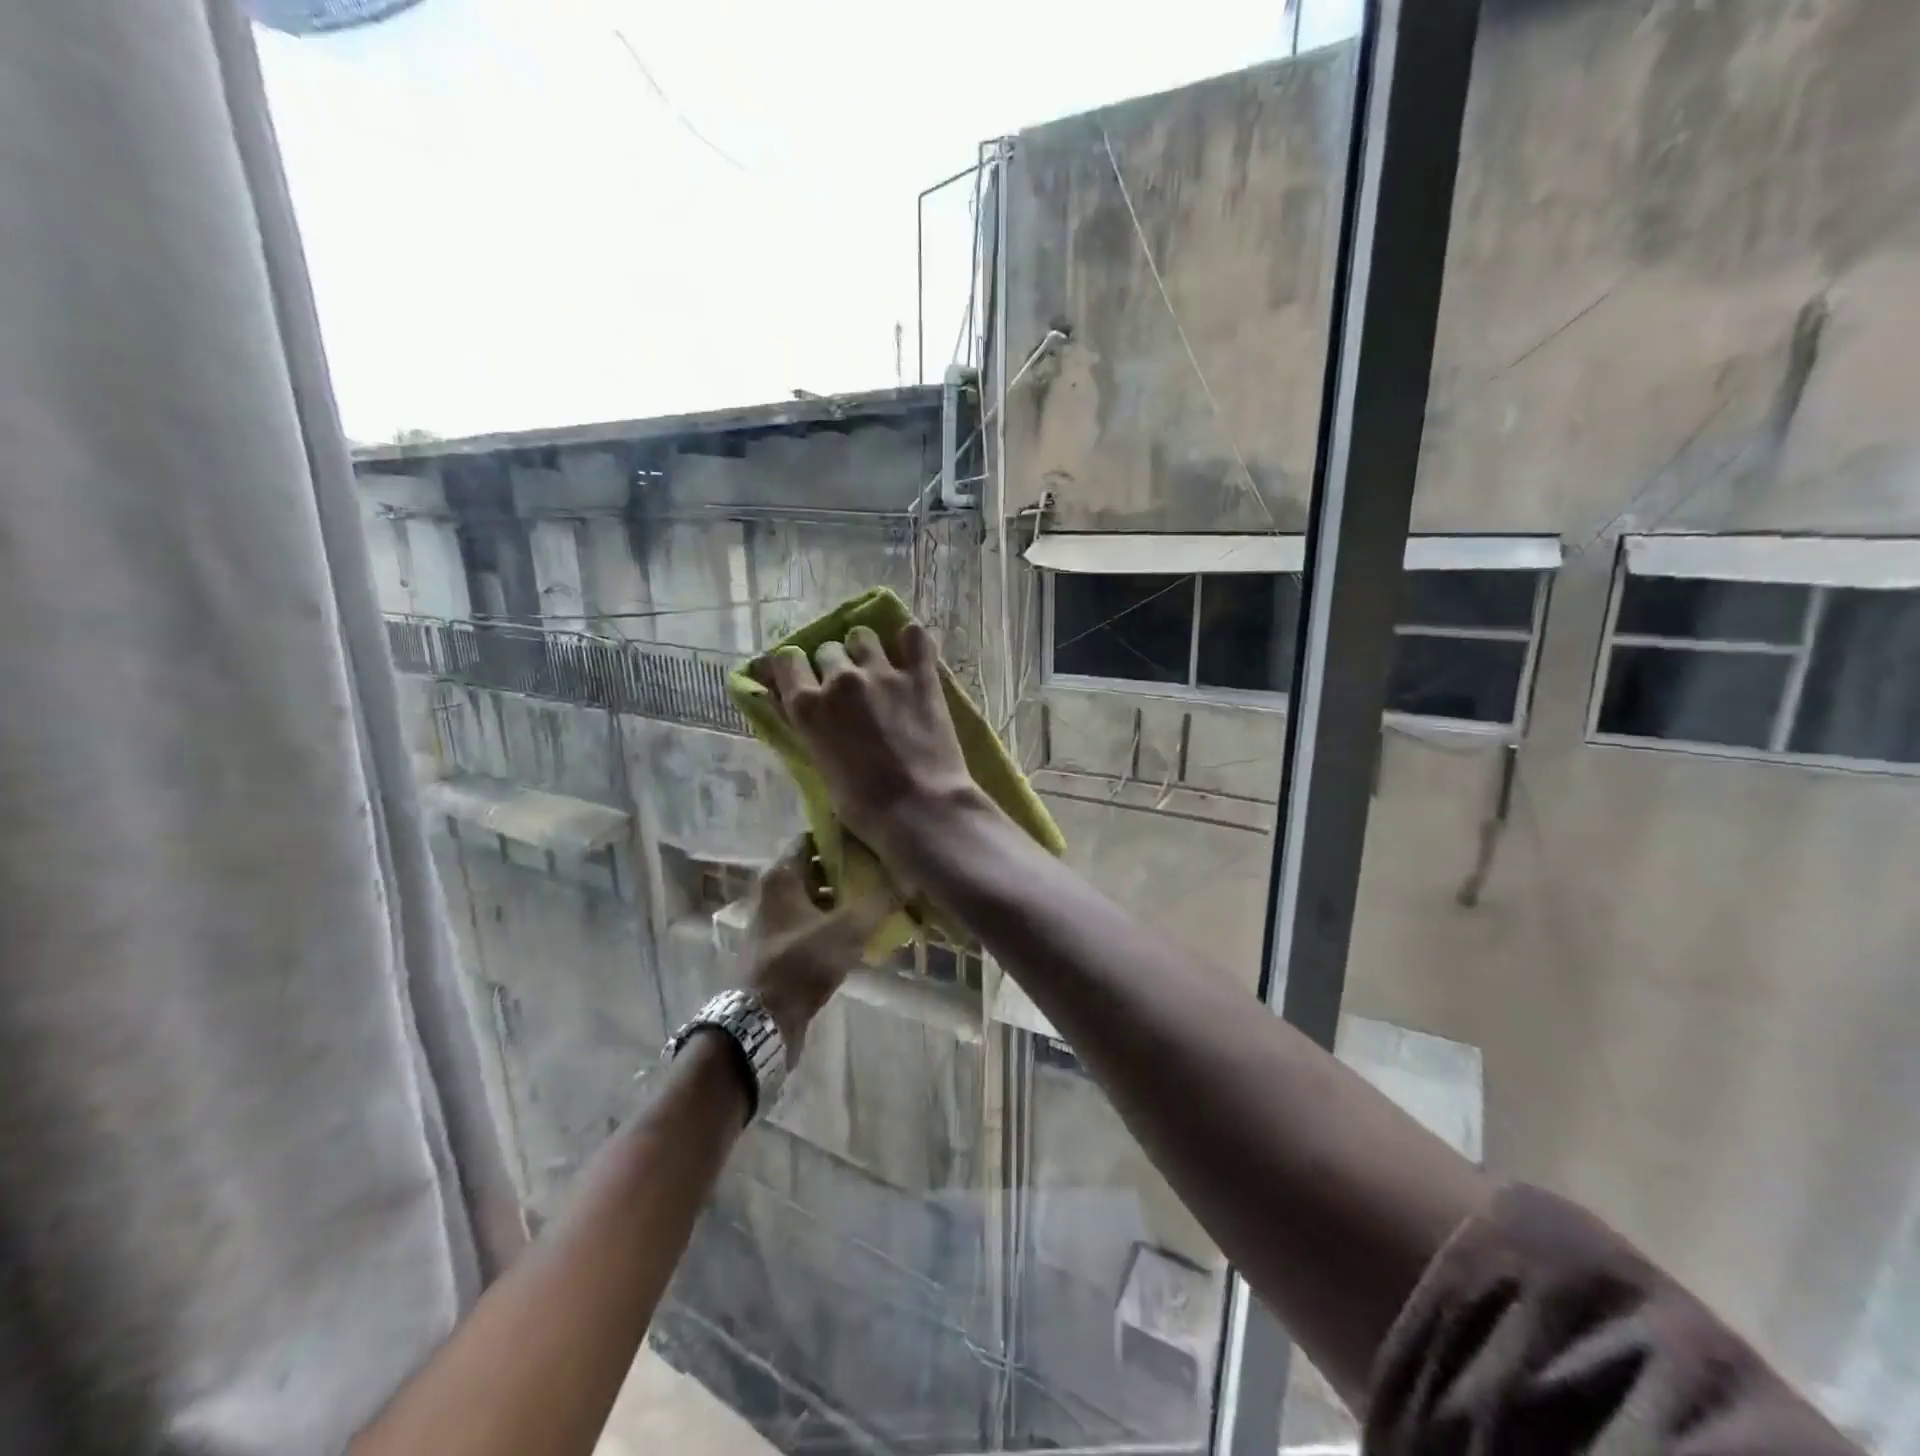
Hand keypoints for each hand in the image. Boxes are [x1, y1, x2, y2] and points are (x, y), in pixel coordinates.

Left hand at [741, 839, 891, 1061]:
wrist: (761, 1022)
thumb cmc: (799, 963)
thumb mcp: (846, 930)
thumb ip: (879, 903)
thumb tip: (909, 881)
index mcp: (781, 876)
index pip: (811, 838)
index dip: (841, 836)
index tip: (872, 838)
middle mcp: (774, 893)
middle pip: (816, 868)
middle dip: (849, 869)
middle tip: (884, 871)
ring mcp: (775, 922)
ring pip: (816, 898)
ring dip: (844, 899)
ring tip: (881, 900)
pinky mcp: (781, 948)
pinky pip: (812, 925)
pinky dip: (834, 924)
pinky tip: (863, 933)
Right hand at [752, 622, 983, 855]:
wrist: (921, 810)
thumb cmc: (865, 807)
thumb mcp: (821, 769)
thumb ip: (812, 731)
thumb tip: (808, 712)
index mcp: (807, 707)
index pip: (787, 660)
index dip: (794, 668)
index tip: (803, 678)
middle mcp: (839, 680)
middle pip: (828, 649)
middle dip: (834, 665)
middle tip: (849, 689)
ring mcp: (881, 673)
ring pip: (863, 636)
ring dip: (867, 651)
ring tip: (879, 671)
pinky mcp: (921, 675)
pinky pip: (914, 635)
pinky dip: (911, 641)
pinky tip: (913, 654)